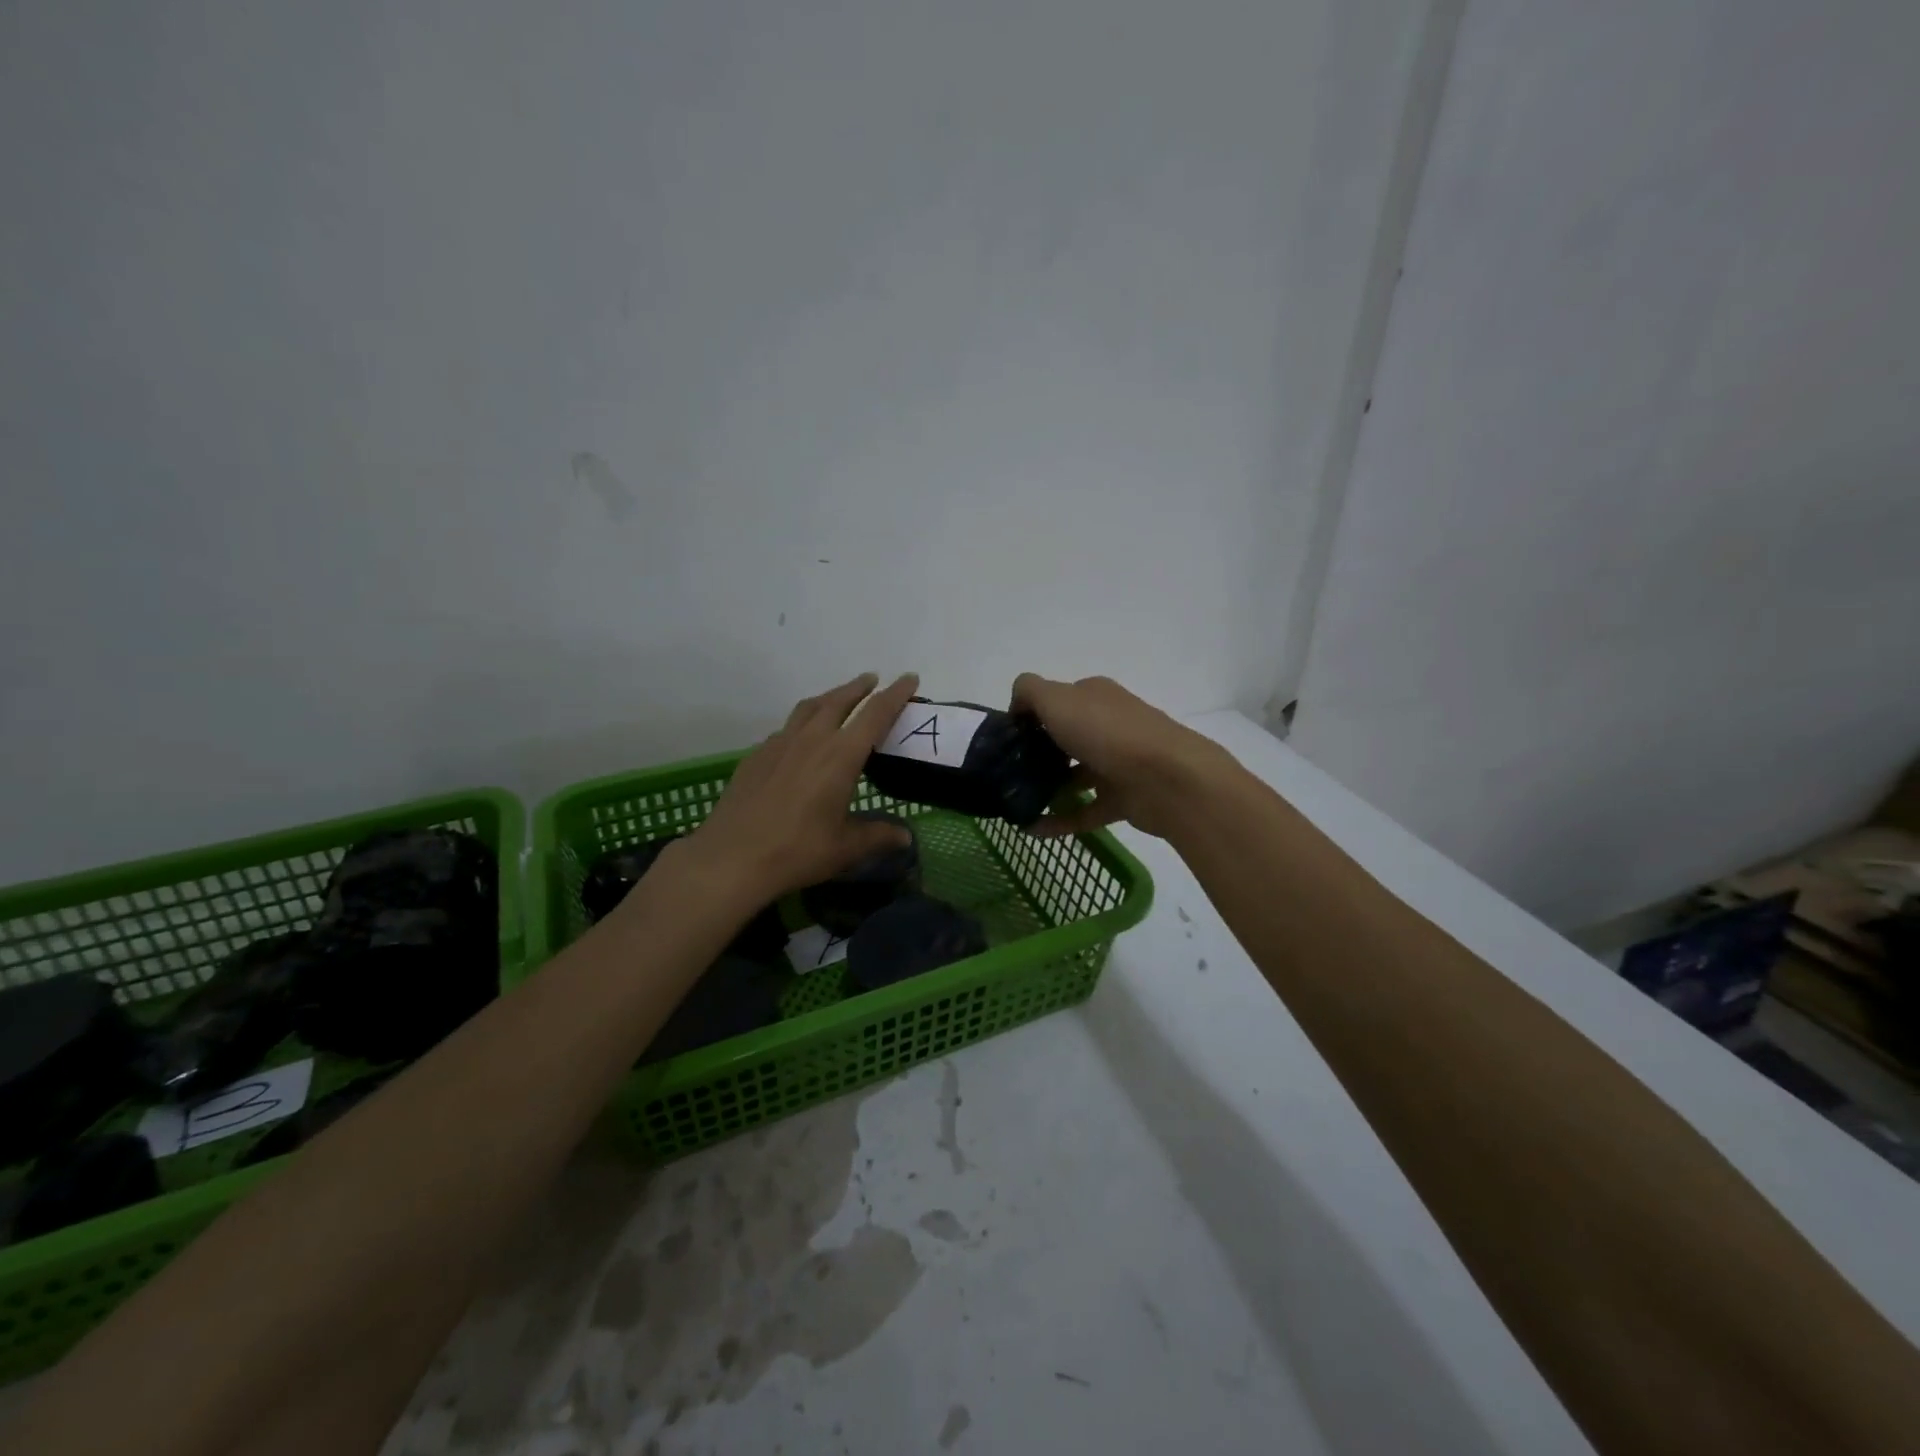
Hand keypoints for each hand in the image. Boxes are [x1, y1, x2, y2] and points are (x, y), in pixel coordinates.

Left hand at [681, 671, 921, 902]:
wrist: (731, 858)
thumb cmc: (797, 851)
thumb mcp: (846, 848)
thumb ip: (878, 836)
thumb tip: (906, 837)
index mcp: (841, 756)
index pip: (875, 714)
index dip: (895, 694)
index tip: (909, 678)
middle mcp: (812, 740)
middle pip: (839, 700)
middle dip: (859, 687)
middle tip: (873, 680)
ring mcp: (779, 745)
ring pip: (809, 708)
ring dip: (829, 697)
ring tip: (838, 697)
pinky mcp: (756, 756)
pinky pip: (786, 728)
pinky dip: (802, 722)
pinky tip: (801, 738)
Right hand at [1011, 673, 1237, 839]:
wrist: (1167, 779)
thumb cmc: (1107, 732)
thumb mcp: (1057, 698)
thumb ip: (1029, 691)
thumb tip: (1017, 706)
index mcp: (1094, 697)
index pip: (1057, 700)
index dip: (1030, 715)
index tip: (1007, 739)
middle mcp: (1108, 725)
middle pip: (1066, 737)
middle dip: (1037, 754)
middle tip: (1008, 773)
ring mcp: (1118, 763)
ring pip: (1076, 775)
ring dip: (1048, 788)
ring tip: (1016, 803)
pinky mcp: (1124, 798)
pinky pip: (1085, 810)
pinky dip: (1060, 820)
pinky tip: (1032, 829)